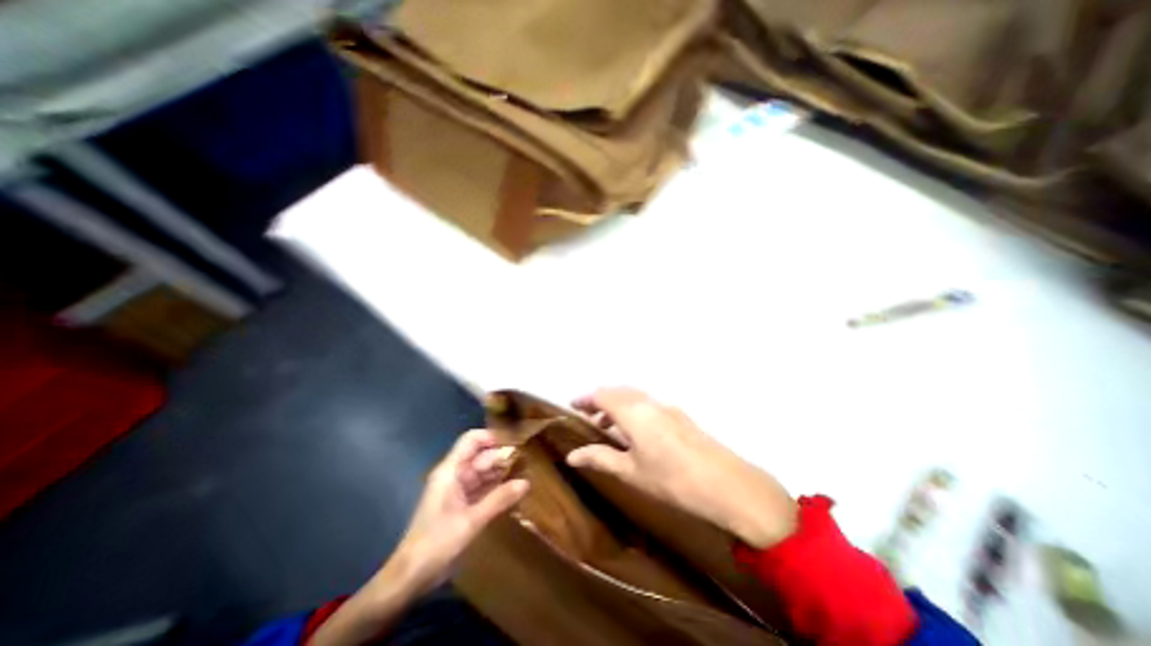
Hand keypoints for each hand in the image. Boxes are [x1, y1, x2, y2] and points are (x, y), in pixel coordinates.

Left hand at [386, 429, 530, 594]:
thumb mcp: (471, 521)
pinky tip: (514, 490)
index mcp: (451, 471)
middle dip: (502, 456)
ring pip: (483, 472)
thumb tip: (526, 482)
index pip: (471, 440)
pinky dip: (496, 488)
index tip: (515, 443)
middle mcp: (454, 475)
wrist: (410, 578)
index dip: (492, 437)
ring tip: (526, 472)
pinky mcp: (461, 505)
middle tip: (527, 461)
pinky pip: (482, 488)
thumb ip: (499, 499)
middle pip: (481, 456)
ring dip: (502, 472)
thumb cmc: (436, 543)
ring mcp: (458, 490)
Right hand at [562, 389, 797, 550]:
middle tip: (588, 418)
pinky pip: (647, 404)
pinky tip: (635, 432)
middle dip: (600, 401)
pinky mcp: (679, 414)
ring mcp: (666, 406)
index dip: (585, 399)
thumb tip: (571, 455)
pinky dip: (633, 410)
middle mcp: (648, 402)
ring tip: (608, 428)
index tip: (572, 406)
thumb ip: (600, 458)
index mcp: (633, 411)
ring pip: (633, 397)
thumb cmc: (671, 479)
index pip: (601, 395)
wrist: (725, 484)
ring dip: (617, 405)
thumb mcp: (631, 471)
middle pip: (617, 392)